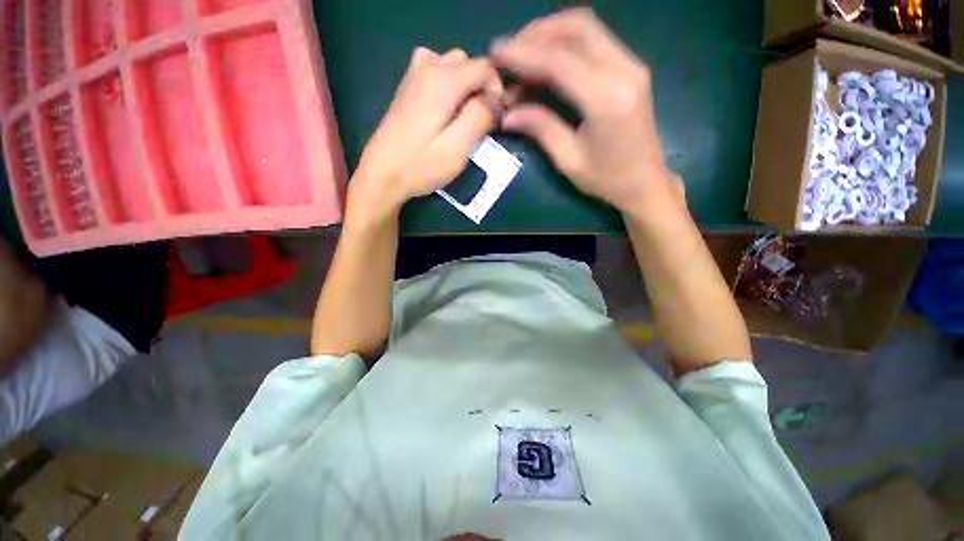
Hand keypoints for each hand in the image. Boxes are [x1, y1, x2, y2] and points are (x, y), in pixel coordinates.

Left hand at [350, 47, 503, 217]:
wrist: (382, 174)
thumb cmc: (421, 165)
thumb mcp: (457, 148)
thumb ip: (479, 117)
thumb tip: (496, 98)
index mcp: (443, 81)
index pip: (485, 67)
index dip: (498, 90)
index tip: (496, 119)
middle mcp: (428, 67)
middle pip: (468, 62)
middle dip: (482, 87)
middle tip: (481, 121)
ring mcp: (414, 75)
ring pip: (452, 63)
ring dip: (465, 84)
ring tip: (464, 114)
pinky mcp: (407, 87)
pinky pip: (435, 70)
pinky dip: (448, 83)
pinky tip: (445, 108)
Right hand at [492, 8, 683, 216]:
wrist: (645, 181)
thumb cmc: (606, 179)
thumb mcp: (568, 159)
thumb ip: (540, 128)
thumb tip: (506, 114)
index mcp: (607, 99)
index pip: (559, 61)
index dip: (523, 54)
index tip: (495, 53)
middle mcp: (624, 70)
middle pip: (576, 27)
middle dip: (535, 33)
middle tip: (508, 53)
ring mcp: (631, 64)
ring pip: (586, 27)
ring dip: (549, 33)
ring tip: (522, 54)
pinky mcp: (629, 67)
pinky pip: (594, 39)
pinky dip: (564, 42)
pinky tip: (545, 59)